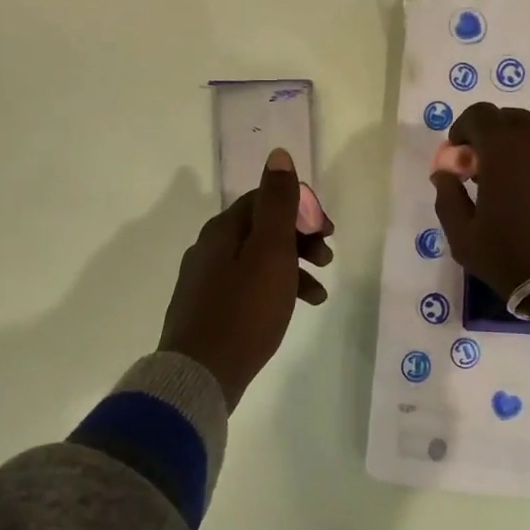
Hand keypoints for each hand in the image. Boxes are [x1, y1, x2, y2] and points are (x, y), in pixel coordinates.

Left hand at [160, 149, 334, 408]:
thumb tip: (278, 155)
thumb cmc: (245, 310)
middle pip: (263, 228)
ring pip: (258, 259)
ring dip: (293, 267)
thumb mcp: (270, 252)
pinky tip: (293, 309)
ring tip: (320, 292)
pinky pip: (249, 286)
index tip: (328, 232)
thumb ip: (277, 203)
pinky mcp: (209, 308)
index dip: (302, 209)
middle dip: (301, 238)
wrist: (201, 375)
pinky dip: (275, 289)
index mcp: (224, 229)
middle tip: (328, 258)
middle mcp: (210, 247)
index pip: (266, 199)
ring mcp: (206, 279)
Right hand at [429, 103, 529, 320]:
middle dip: (490, 136)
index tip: (458, 158)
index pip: (478, 114)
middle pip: (509, 119)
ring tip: (511, 186)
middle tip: (482, 170)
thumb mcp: (464, 238)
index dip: (462, 129)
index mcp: (504, 149)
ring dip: (518, 148)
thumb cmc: (514, 258)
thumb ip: (448, 198)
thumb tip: (444, 174)